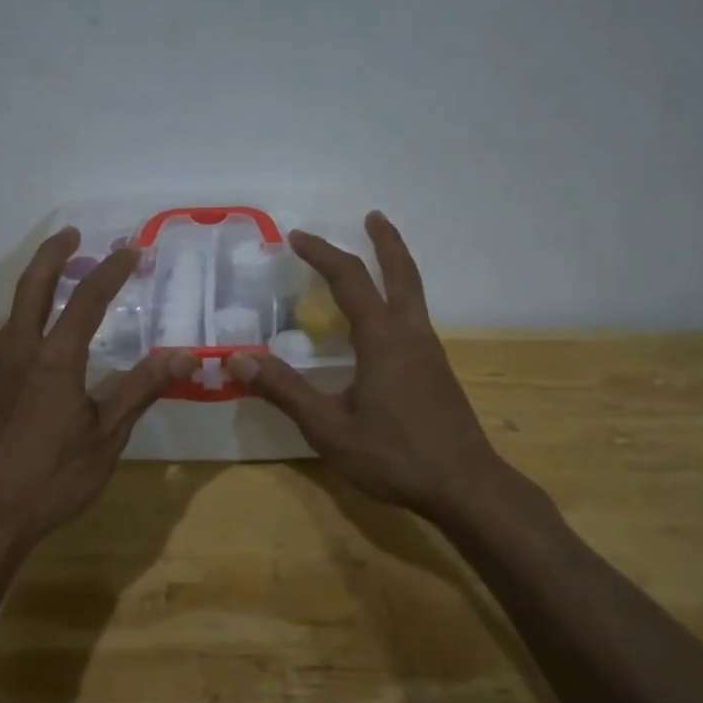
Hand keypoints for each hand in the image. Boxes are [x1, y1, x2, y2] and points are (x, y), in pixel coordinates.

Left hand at [0, 229, 196, 546]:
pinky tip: (40, 335)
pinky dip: (28, 314)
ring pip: (16, 311)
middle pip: (32, 288)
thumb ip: (142, 390)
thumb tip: (185, 354)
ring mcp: (0, 371)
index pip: (86, 300)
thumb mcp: (107, 436)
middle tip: (71, 233)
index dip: (110, 271)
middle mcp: (22, 352)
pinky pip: (10, 335)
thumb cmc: (52, 477)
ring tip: (59, 276)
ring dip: (37, 283)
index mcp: (55, 359)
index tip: (130, 250)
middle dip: (52, 255)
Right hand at [232, 212, 512, 521]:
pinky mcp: (438, 372)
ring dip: (395, 267)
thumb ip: (284, 390)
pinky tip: (385, 325)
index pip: (348, 279)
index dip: (321, 254)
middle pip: (400, 273)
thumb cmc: (394, 455)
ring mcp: (430, 352)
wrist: (465, 487)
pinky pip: (415, 318)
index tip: (296, 236)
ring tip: (378, 258)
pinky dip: (399, 299)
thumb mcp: (328, 427)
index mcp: (383, 338)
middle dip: (385, 241)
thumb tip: (237, 359)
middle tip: (373, 216)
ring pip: (413, 295)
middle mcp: (411, 334)